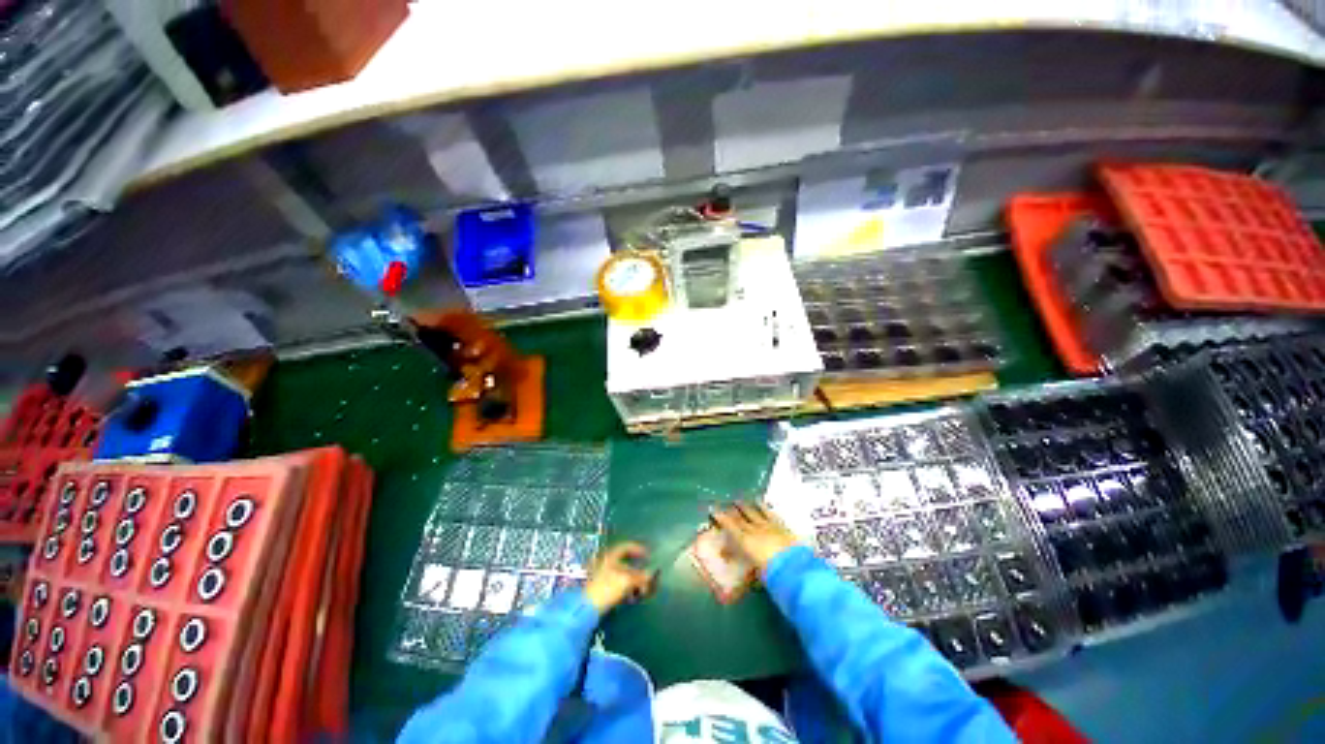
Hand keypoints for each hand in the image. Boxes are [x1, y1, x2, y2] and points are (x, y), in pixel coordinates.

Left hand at [583, 542, 656, 613]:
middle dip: (638, 570)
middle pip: (626, 563)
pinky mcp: (602, 589)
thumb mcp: (626, 581)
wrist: (587, 607)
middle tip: (647, 577)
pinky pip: (618, 584)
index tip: (648, 554)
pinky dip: (627, 588)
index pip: (626, 547)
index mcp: (611, 556)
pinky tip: (632, 596)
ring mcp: (603, 576)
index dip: (637, 549)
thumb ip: (640, 577)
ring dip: (634, 581)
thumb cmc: (607, 588)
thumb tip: (651, 574)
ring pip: (622, 575)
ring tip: (642, 589)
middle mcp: (607, 563)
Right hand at [711, 502, 800, 573]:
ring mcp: (768, 526)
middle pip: (741, 518)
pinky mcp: (781, 526)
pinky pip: (769, 513)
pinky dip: (763, 507)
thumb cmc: (770, 573)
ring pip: (754, 513)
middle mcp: (754, 530)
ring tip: (739, 500)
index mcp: (745, 541)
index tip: (713, 509)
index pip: (730, 526)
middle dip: (732, 511)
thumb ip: (740, 560)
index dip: (721, 518)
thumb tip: (729, 556)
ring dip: (745, 507)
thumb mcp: (752, 571)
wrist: (793, 567)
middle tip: (726, 503)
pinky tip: (760, 501)